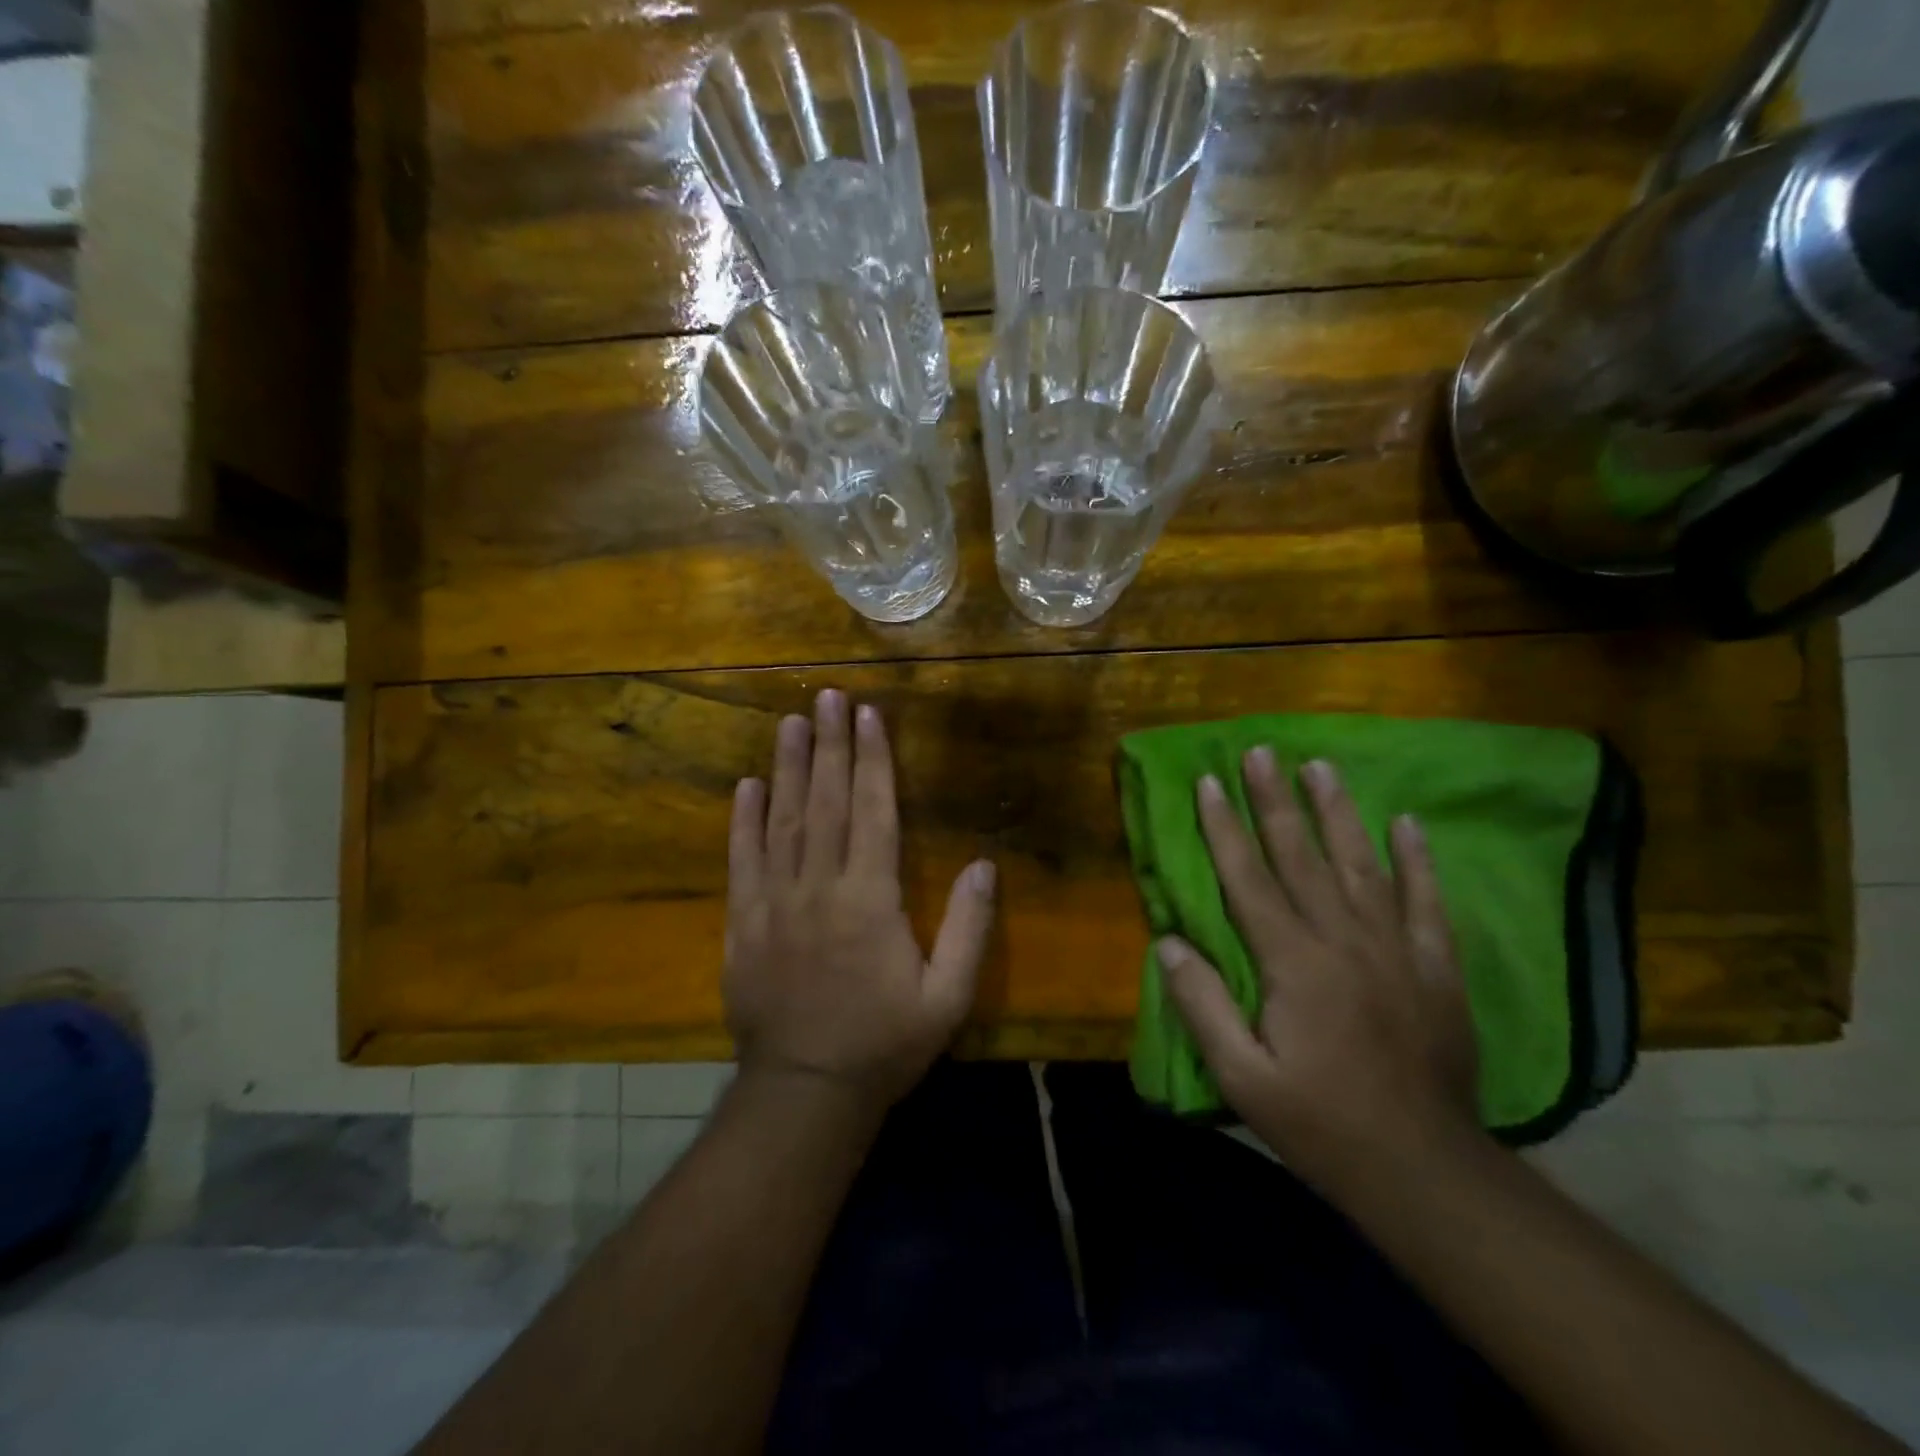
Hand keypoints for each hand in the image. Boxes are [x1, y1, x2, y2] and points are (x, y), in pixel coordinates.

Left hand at [724, 689, 996, 1113]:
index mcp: (870, 900)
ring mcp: (774, 903)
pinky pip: (742, 861)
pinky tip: (748, 786)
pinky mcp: (743, 923)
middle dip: (830, 745)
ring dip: (788, 768)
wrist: (805, 1093)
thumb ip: (969, 929)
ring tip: (791, 723)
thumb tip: (985, 864)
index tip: (868, 715)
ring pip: (783, 821)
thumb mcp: (948, 997)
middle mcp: (820, 888)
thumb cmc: (885, 1044)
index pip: (874, 812)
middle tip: (826, 696)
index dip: (873, 760)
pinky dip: (744, 821)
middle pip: (827, 802)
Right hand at [1158, 750, 1482, 1187]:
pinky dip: (1417, 860)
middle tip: (1261, 752)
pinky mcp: (1436, 968)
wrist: (1423, 1169)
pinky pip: (1426, 902)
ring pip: (1361, 865)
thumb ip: (1200, 1005)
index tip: (1208, 782)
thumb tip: (1167, 941)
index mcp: (1292, 963)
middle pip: (1302, 856)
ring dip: (1337, 812)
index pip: (1249, 879)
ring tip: (1320, 767)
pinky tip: (1408, 824)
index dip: (1224, 828)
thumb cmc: (1319, 1121)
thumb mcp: (1241, 1077)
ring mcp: (1396, 950)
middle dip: (1275, 801)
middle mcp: (1344, 941)